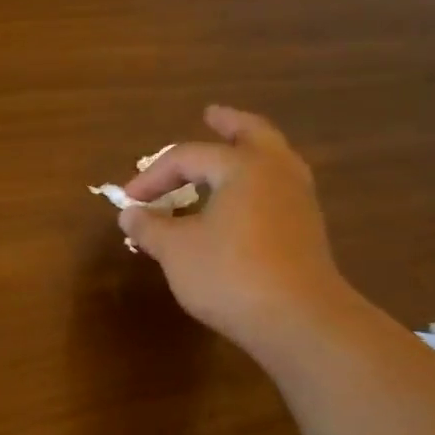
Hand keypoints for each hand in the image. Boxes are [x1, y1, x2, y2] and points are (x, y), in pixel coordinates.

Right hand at [119, 105, 352, 355]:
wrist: (297, 319)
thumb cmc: (229, 274)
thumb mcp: (176, 250)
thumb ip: (150, 228)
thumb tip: (130, 214)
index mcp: (243, 167)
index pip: (188, 157)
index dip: (153, 176)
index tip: (129, 201)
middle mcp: (276, 173)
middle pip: (253, 134)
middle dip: (229, 124)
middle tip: (211, 114)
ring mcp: (298, 201)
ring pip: (273, 161)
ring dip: (248, 153)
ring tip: (230, 155)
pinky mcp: (306, 230)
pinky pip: (277, 189)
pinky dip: (256, 183)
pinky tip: (242, 201)